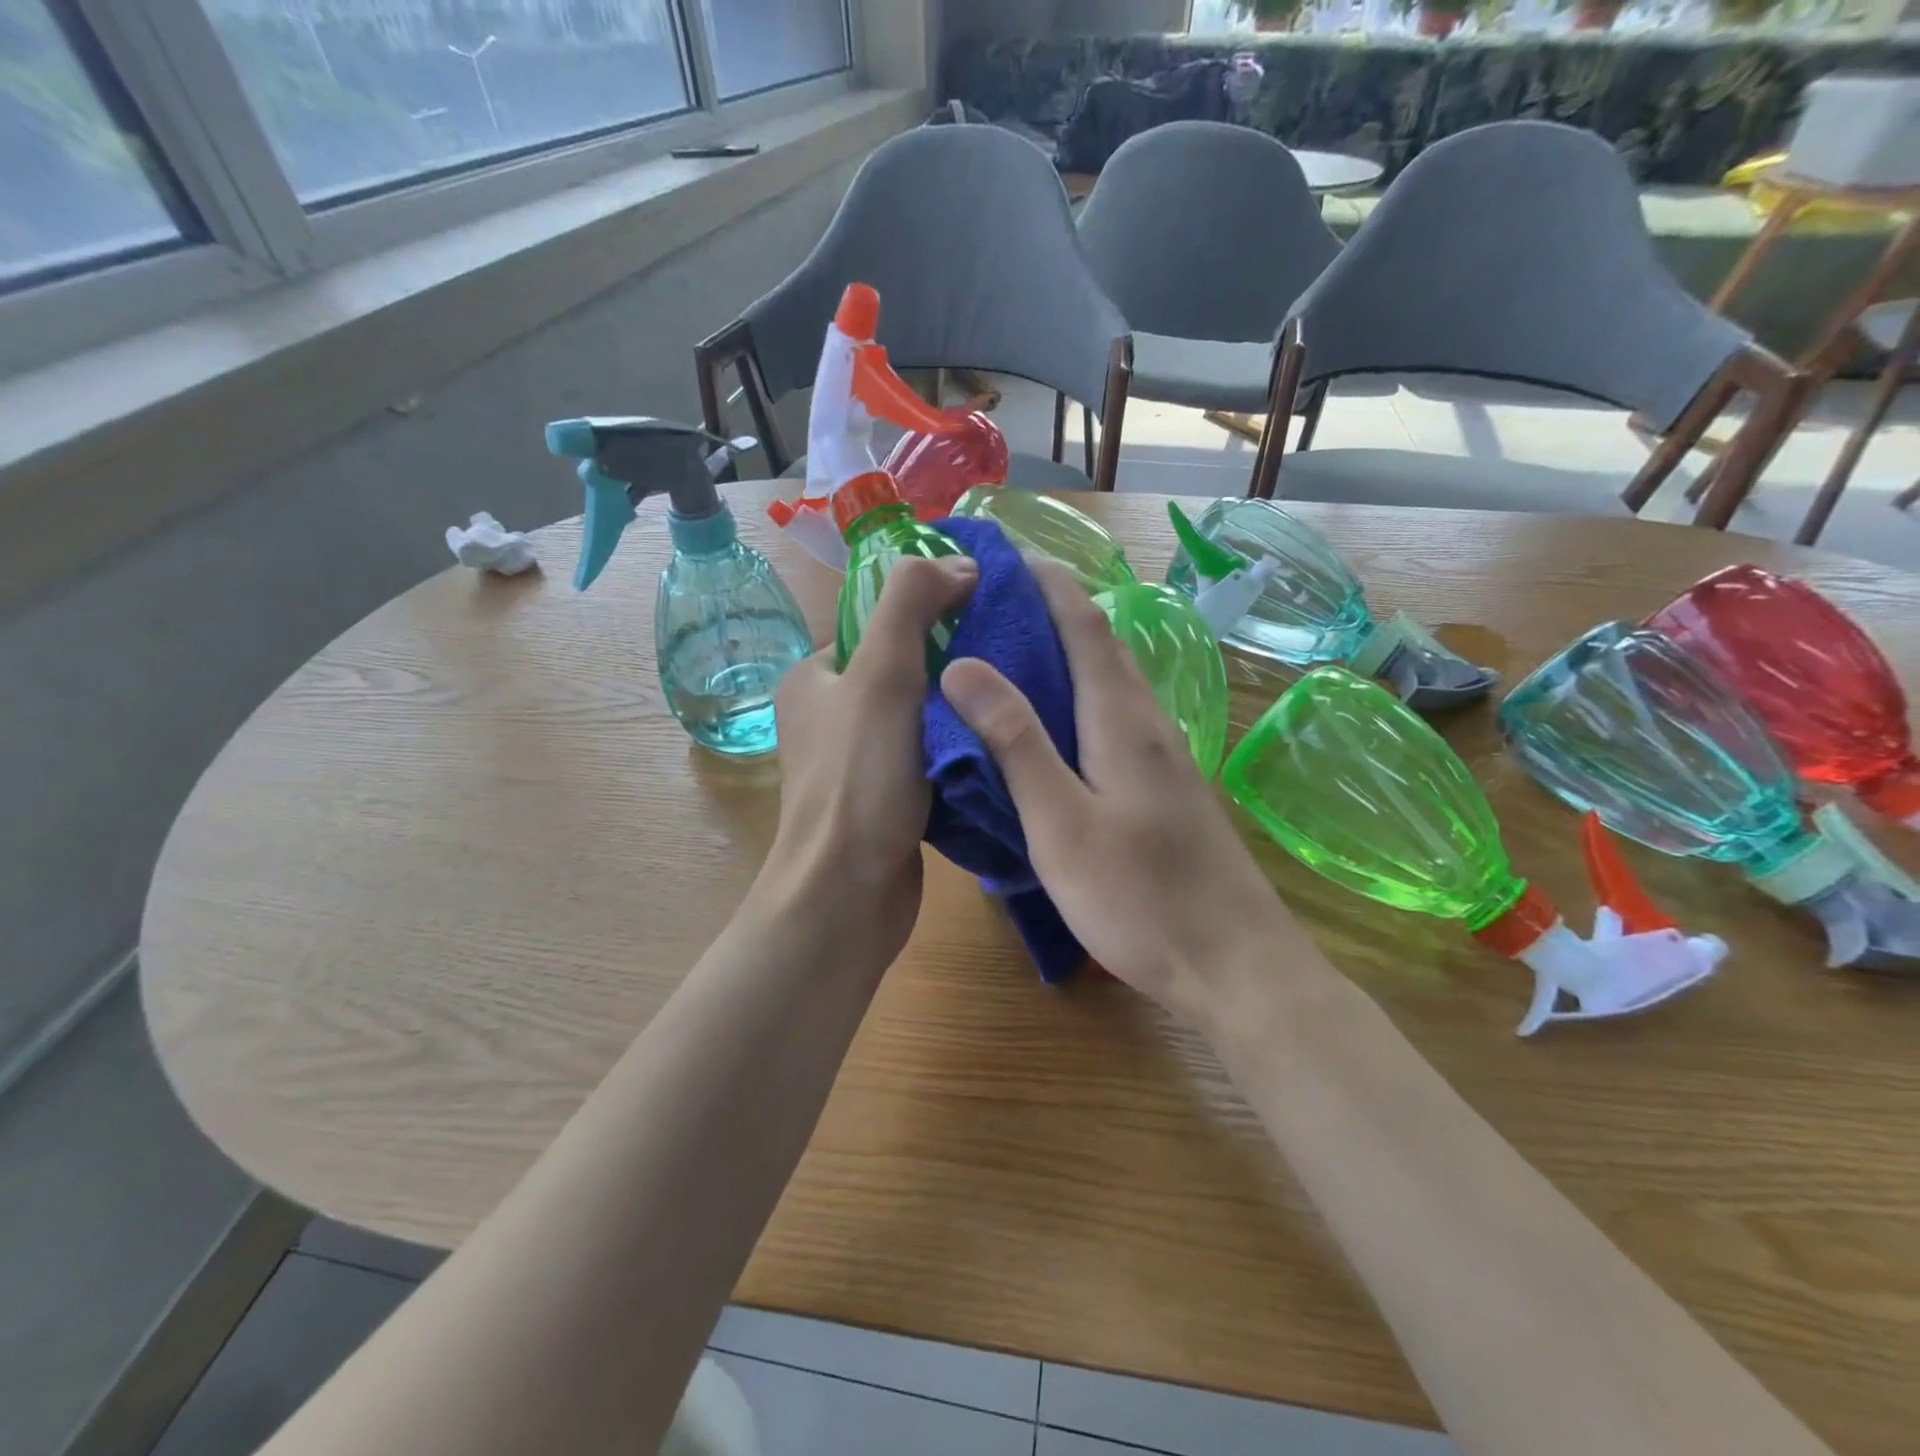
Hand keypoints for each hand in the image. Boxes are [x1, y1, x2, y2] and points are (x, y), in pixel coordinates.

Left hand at [762, 554, 978, 964]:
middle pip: (907, 670)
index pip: (882, 625)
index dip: (933, 614)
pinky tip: (1000, 746)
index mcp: (815, 678)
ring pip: (923, 717)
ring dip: (963, 711)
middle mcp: (831, 716)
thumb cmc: (859, 781)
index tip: (989, 618)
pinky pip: (931, 758)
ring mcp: (859, 762)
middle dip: (956, 665)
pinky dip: (961, 750)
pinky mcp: (886, 800)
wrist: (847, 897)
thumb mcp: (882, 675)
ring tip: (1014, 701)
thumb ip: (911, 605)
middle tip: (1011, 663)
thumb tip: (957, 562)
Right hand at [939, 561, 1312, 1031]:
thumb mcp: (1061, 823)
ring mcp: (1165, 756)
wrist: (1235, 966)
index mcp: (1121, 718)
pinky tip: (1056, 724)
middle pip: (1101, 645)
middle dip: (1052, 609)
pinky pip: (1117, 718)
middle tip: (993, 601)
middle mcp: (1149, 723)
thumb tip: (965, 665)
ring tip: (1012, 651)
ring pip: (1111, 682)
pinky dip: (1080, 697)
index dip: (1045, 582)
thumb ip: (1015, 742)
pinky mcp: (1168, 788)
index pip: (1083, 623)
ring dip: (1067, 652)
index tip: (1004, 554)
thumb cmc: (1140, 898)